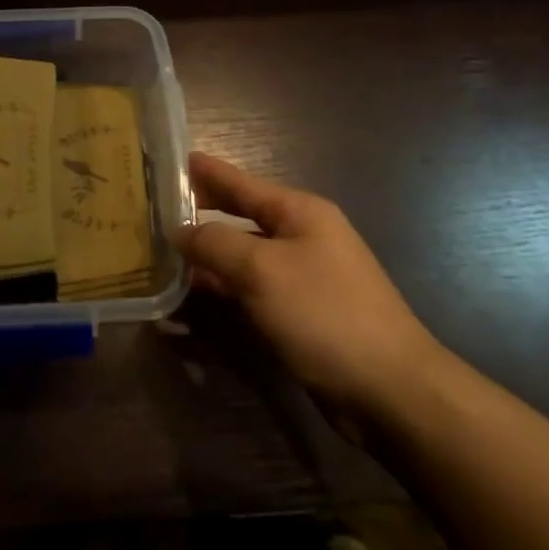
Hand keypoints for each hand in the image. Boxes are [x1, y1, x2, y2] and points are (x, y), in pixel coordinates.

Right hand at [178, 152, 441, 406]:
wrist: (390, 389)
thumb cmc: (325, 314)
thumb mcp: (261, 270)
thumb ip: (215, 243)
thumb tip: (181, 231)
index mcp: (299, 212)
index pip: (241, 183)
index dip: (207, 172)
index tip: (173, 160)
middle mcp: (303, 237)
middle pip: (241, 218)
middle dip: (201, 215)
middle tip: (157, 211)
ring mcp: (304, 277)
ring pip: (243, 257)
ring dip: (207, 258)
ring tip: (163, 255)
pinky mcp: (302, 314)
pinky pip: (252, 290)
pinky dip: (224, 290)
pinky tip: (194, 297)